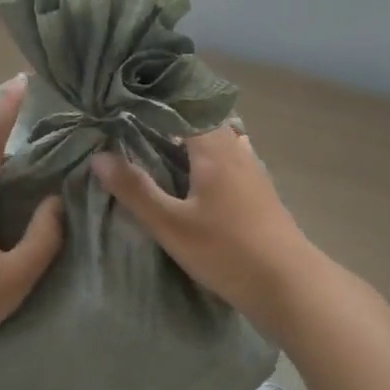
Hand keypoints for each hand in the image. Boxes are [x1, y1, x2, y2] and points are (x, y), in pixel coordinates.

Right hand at [93, 126, 322, 337]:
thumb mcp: (171, 225)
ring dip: (190, 138)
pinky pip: (229, 158)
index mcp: (212, 148)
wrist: (290, 285)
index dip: (153, 103)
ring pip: (217, 139)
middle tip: (134, 125)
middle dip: (169, 120)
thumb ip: (135, 190)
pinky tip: (197, 175)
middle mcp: (234, 149)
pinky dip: (208, 157)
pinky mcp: (260, 190)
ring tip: (159, 146)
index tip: (124, 104)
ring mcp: (252, 169)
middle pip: (200, 120)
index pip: (181, 107)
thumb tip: (99, 156)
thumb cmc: (227, 251)